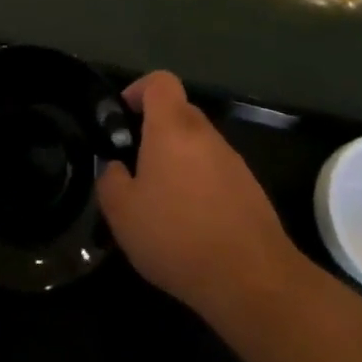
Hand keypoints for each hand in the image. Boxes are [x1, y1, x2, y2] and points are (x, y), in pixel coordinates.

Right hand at [96, 71, 300, 320]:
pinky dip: (200, 185)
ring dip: (178, 161)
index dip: (139, 89)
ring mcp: (233, 161)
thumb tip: (115, 168)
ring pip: (198, 144)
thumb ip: (109, 180)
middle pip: (179, 112)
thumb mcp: (122, 213)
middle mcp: (205, 134)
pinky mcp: (251, 189)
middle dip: (155, 130)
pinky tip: (190, 224)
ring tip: (161, 202)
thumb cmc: (178, 236)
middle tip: (135, 166)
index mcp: (172, 128)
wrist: (252, 280)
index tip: (123, 116)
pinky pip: (216, 172)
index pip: (160, 81)